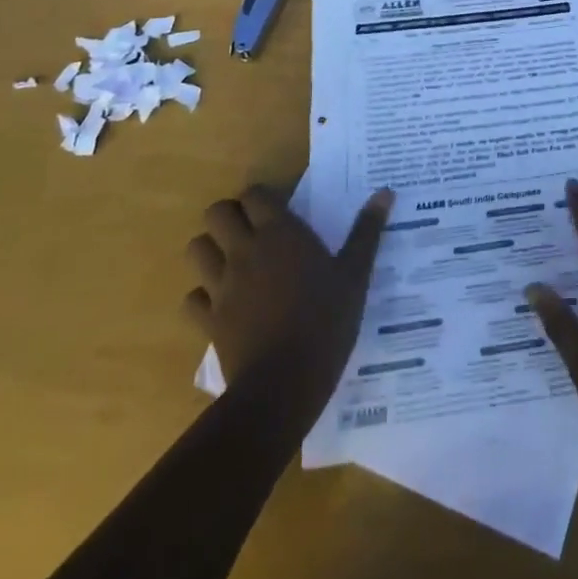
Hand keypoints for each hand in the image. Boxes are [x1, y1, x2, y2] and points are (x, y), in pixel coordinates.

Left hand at [186, 183, 393, 411]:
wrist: (284, 386)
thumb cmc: (325, 322)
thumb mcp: (356, 275)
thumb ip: (366, 232)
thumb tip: (385, 193)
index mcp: (279, 233)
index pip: (253, 194)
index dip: (261, 197)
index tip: (278, 209)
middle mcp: (244, 251)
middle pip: (216, 213)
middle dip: (229, 216)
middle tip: (252, 230)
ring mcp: (221, 286)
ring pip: (196, 249)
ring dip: (210, 249)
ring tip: (233, 261)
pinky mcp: (208, 320)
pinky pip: (192, 299)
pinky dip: (202, 298)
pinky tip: (222, 305)